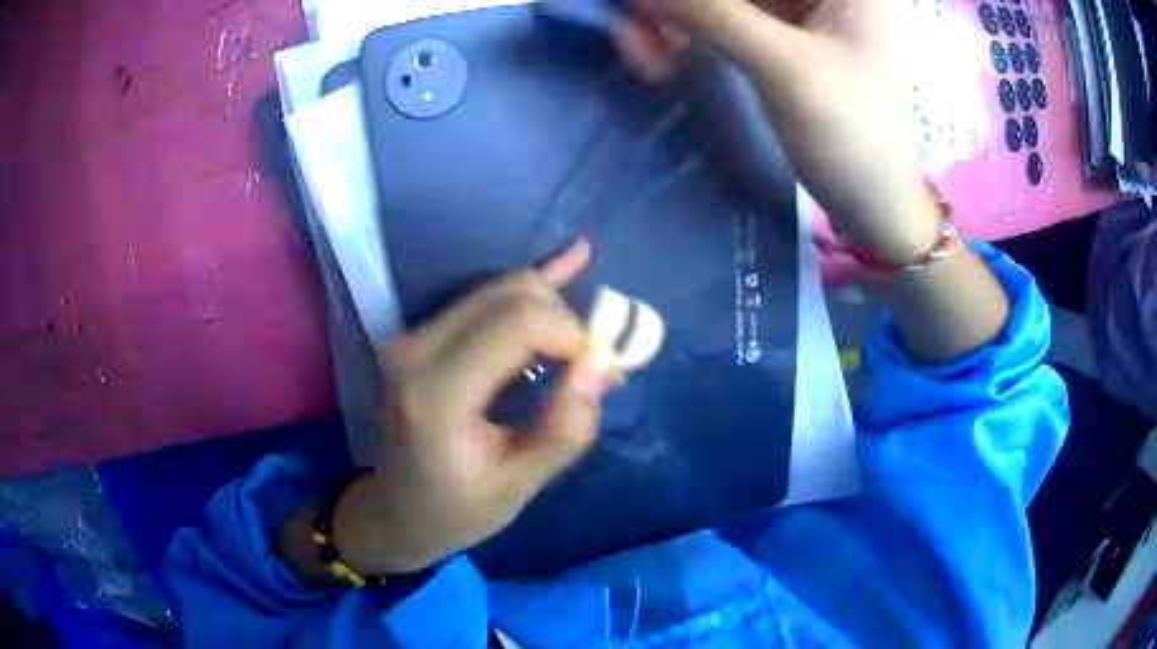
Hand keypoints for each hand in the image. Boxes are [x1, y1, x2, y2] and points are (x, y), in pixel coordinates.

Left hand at [331, 240, 617, 573]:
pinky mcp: (420, 334)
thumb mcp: (517, 489)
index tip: (598, 372)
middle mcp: (417, 350)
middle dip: (565, 319)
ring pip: (501, 289)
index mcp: (437, 395)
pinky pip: (483, 297)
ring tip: (583, 344)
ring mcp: (412, 336)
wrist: (397, 509)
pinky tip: (571, 257)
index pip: (519, 324)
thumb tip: (602, 368)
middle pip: (511, 295)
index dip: (572, 334)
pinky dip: (530, 284)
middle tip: (591, 364)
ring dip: (552, 307)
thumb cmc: (456, 511)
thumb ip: (562, 432)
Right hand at [615, 0, 941, 262]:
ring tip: (646, 58)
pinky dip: (687, 34)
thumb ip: (714, 15)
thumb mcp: (787, 69)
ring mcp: (795, 12)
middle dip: (677, 6)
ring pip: (718, 0)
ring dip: (673, 20)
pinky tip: (663, 59)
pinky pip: (718, 19)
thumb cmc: (854, 137)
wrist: (875, 205)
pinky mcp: (777, 37)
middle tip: (637, 34)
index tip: (646, 8)